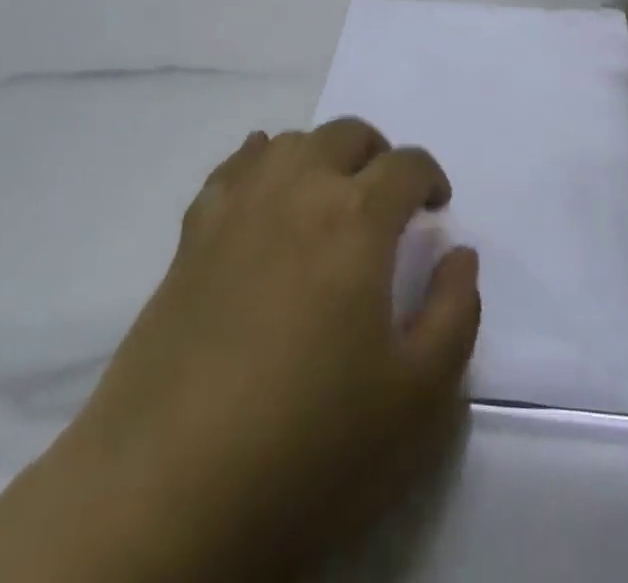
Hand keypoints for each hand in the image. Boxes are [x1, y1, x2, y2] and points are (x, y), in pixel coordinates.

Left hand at [59, 120, 480, 580]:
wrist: (167, 492)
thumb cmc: (309, 444)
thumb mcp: (417, 398)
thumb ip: (455, 313)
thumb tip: (460, 254)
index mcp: (356, 218)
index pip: (406, 165)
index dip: (429, 177)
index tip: (436, 207)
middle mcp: (298, 190)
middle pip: (347, 134)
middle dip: (379, 155)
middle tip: (388, 200)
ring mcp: (238, 207)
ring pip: (290, 142)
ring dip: (322, 155)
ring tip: (330, 197)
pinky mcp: (192, 235)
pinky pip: (232, 169)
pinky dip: (258, 162)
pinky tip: (263, 186)